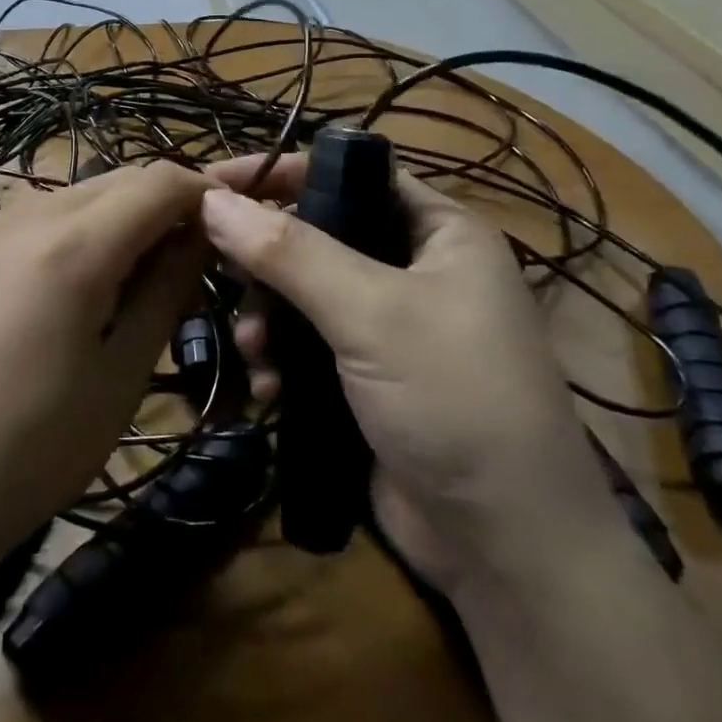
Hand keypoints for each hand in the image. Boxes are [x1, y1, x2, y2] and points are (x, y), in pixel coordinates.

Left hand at [0, 162, 211, 569]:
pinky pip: (46, 214)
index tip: (234, 228)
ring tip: (144, 276)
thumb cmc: (37, 446)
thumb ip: (166, 289)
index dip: (206, 194)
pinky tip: (87, 280)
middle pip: (122, 180)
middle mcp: (30, 214)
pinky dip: (84, 229)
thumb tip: (200, 235)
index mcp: (73, 245)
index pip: (160, 182)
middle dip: (168, 206)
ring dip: (126, 217)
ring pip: (83, 194)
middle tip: (195, 262)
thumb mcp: (123, 372)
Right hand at [202, 155, 618, 588]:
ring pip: (306, 293)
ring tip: (252, 350)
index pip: (351, 173)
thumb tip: (213, 200)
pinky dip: (282, 358)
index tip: (214, 182)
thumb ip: (291, 253)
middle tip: (222, 275)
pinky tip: (268, 388)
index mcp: (439, 231)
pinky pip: (309, 344)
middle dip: (267, 259)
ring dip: (268, 317)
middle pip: (319, 235)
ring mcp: (392, 326)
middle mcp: (417, 268)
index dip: (283, 173)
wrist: (508, 548)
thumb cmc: (454, 401)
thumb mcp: (372, 314)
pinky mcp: (370, 376)